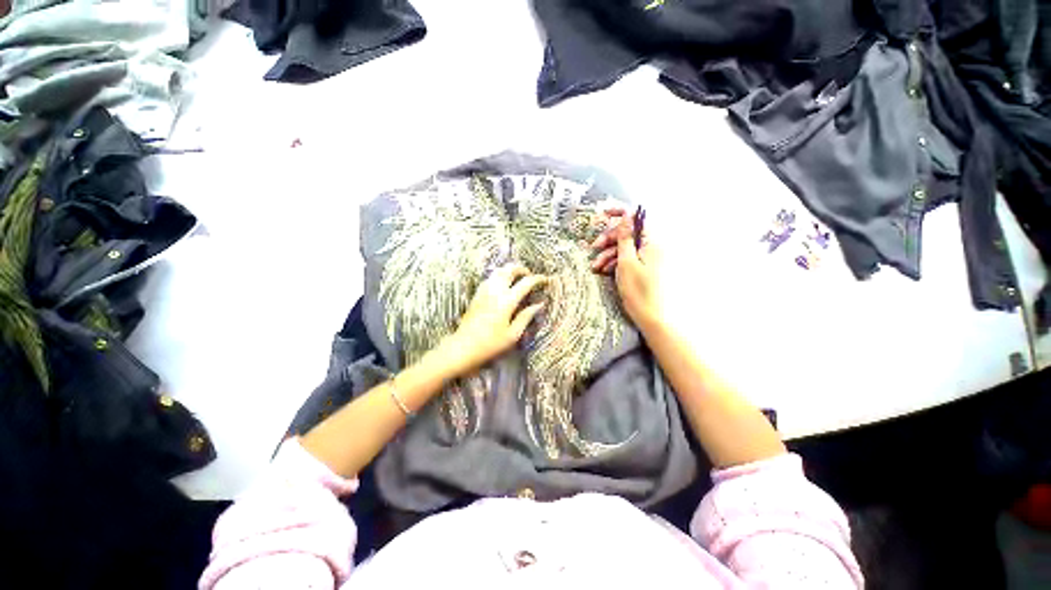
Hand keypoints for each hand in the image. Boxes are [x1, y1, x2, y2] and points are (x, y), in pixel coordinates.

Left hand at [439, 264, 546, 376]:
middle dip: (523, 269)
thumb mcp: (513, 334)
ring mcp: (484, 291)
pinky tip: (503, 286)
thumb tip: (539, 304)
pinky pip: (490, 278)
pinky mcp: (477, 294)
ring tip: (518, 279)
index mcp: (507, 301)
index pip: (526, 282)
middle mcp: (495, 291)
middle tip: (530, 277)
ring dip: (510, 271)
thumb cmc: (490, 344)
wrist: (463, 347)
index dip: (538, 279)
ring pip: (498, 271)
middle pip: (510, 269)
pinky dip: (500, 276)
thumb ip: (526, 316)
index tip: (546, 280)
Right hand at [591, 208, 662, 327]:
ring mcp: (647, 259)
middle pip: (628, 234)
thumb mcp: (626, 261)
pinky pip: (627, 259)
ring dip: (609, 254)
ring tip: (596, 266)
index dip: (619, 214)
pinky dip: (615, 262)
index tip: (603, 215)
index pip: (636, 219)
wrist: (650, 316)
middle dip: (609, 239)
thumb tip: (626, 216)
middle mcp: (651, 247)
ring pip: (624, 248)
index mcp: (652, 242)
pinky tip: (604, 270)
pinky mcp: (642, 268)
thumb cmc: (638, 289)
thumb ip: (625, 237)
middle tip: (594, 247)